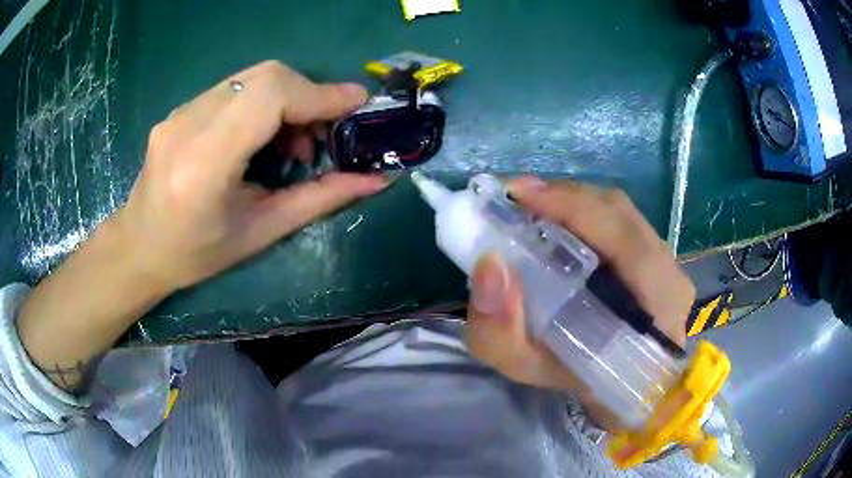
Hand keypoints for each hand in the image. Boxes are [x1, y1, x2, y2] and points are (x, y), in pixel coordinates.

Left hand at [114, 61, 386, 290]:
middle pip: (265, 75)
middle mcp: (187, 125)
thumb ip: (319, 200)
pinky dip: (264, 103)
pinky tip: (263, 137)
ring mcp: (180, 111)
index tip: (356, 104)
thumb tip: (375, 179)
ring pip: (253, 77)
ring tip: (293, 144)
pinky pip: (236, 88)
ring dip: (288, 99)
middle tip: (324, 133)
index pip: (269, 96)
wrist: (138, 247)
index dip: (319, 94)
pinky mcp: (181, 108)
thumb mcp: (260, 233)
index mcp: (203, 163)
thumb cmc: (196, 254)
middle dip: (308, 94)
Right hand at [464, 176, 694, 429]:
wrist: (617, 383)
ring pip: (619, 211)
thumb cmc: (577, 379)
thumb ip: (499, 331)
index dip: (571, 207)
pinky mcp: (659, 254)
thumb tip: (489, 266)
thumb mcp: (527, 367)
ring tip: (531, 203)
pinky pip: (620, 219)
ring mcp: (668, 259)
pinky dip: (584, 210)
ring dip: (572, 200)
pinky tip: (558, 217)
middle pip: (618, 212)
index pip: (623, 237)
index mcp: (654, 305)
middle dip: (563, 197)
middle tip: (514, 196)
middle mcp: (670, 272)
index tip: (517, 194)